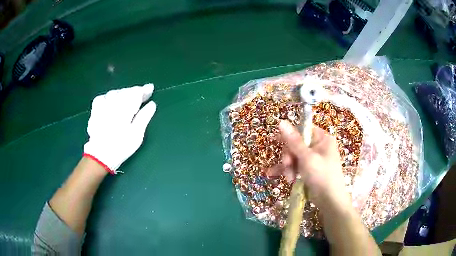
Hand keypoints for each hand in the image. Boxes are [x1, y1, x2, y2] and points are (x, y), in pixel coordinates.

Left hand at [83, 84, 156, 173]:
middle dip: (134, 92)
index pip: (135, 93)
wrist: (100, 156)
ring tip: (127, 99)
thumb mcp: (136, 134)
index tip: (150, 88)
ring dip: (123, 94)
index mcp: (124, 108)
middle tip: (142, 95)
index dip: (144, 90)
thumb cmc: (121, 147)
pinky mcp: (95, 111)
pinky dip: (109, 97)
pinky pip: (102, 97)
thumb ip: (144, 117)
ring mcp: (102, 106)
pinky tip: (111, 102)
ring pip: (114, 93)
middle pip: (125, 91)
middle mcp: (113, 104)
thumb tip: (152, 104)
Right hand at [268, 120, 350, 210]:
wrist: (329, 200)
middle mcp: (318, 146)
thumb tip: (281, 122)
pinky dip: (289, 171)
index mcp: (322, 138)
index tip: (277, 141)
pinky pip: (295, 166)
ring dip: (288, 166)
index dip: (290, 135)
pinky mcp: (309, 169)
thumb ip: (293, 141)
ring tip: (289, 178)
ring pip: (294, 156)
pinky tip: (278, 176)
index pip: (303, 129)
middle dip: (289, 156)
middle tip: (286, 165)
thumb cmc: (322, 175)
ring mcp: (313, 159)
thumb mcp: (307, 157)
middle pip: (296, 144)